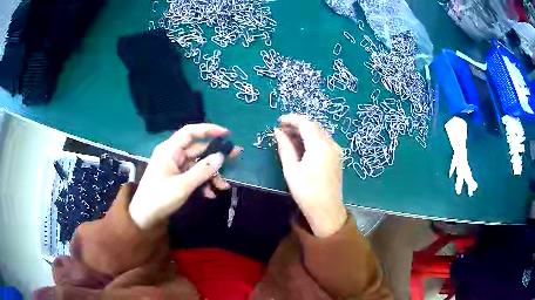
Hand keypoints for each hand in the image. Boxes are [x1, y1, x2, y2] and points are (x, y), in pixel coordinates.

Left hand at [129, 124, 241, 229]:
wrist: (144, 218)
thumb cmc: (160, 198)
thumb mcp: (183, 185)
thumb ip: (203, 170)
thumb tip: (221, 156)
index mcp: (170, 150)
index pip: (190, 132)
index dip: (209, 130)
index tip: (227, 134)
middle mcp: (172, 155)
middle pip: (197, 149)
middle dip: (215, 156)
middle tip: (235, 157)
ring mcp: (174, 167)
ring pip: (197, 165)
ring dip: (211, 174)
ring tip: (223, 187)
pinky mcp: (176, 178)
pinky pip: (193, 175)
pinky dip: (202, 182)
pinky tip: (210, 194)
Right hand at [274, 114, 346, 237]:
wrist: (326, 210)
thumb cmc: (306, 191)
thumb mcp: (291, 169)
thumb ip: (285, 147)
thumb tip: (278, 132)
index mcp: (319, 145)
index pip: (305, 123)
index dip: (291, 119)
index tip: (279, 121)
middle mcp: (331, 144)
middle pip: (314, 126)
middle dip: (297, 124)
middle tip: (282, 129)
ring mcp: (336, 150)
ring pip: (319, 133)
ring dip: (305, 131)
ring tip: (289, 137)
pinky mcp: (337, 157)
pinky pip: (324, 141)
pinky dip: (312, 139)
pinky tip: (302, 146)